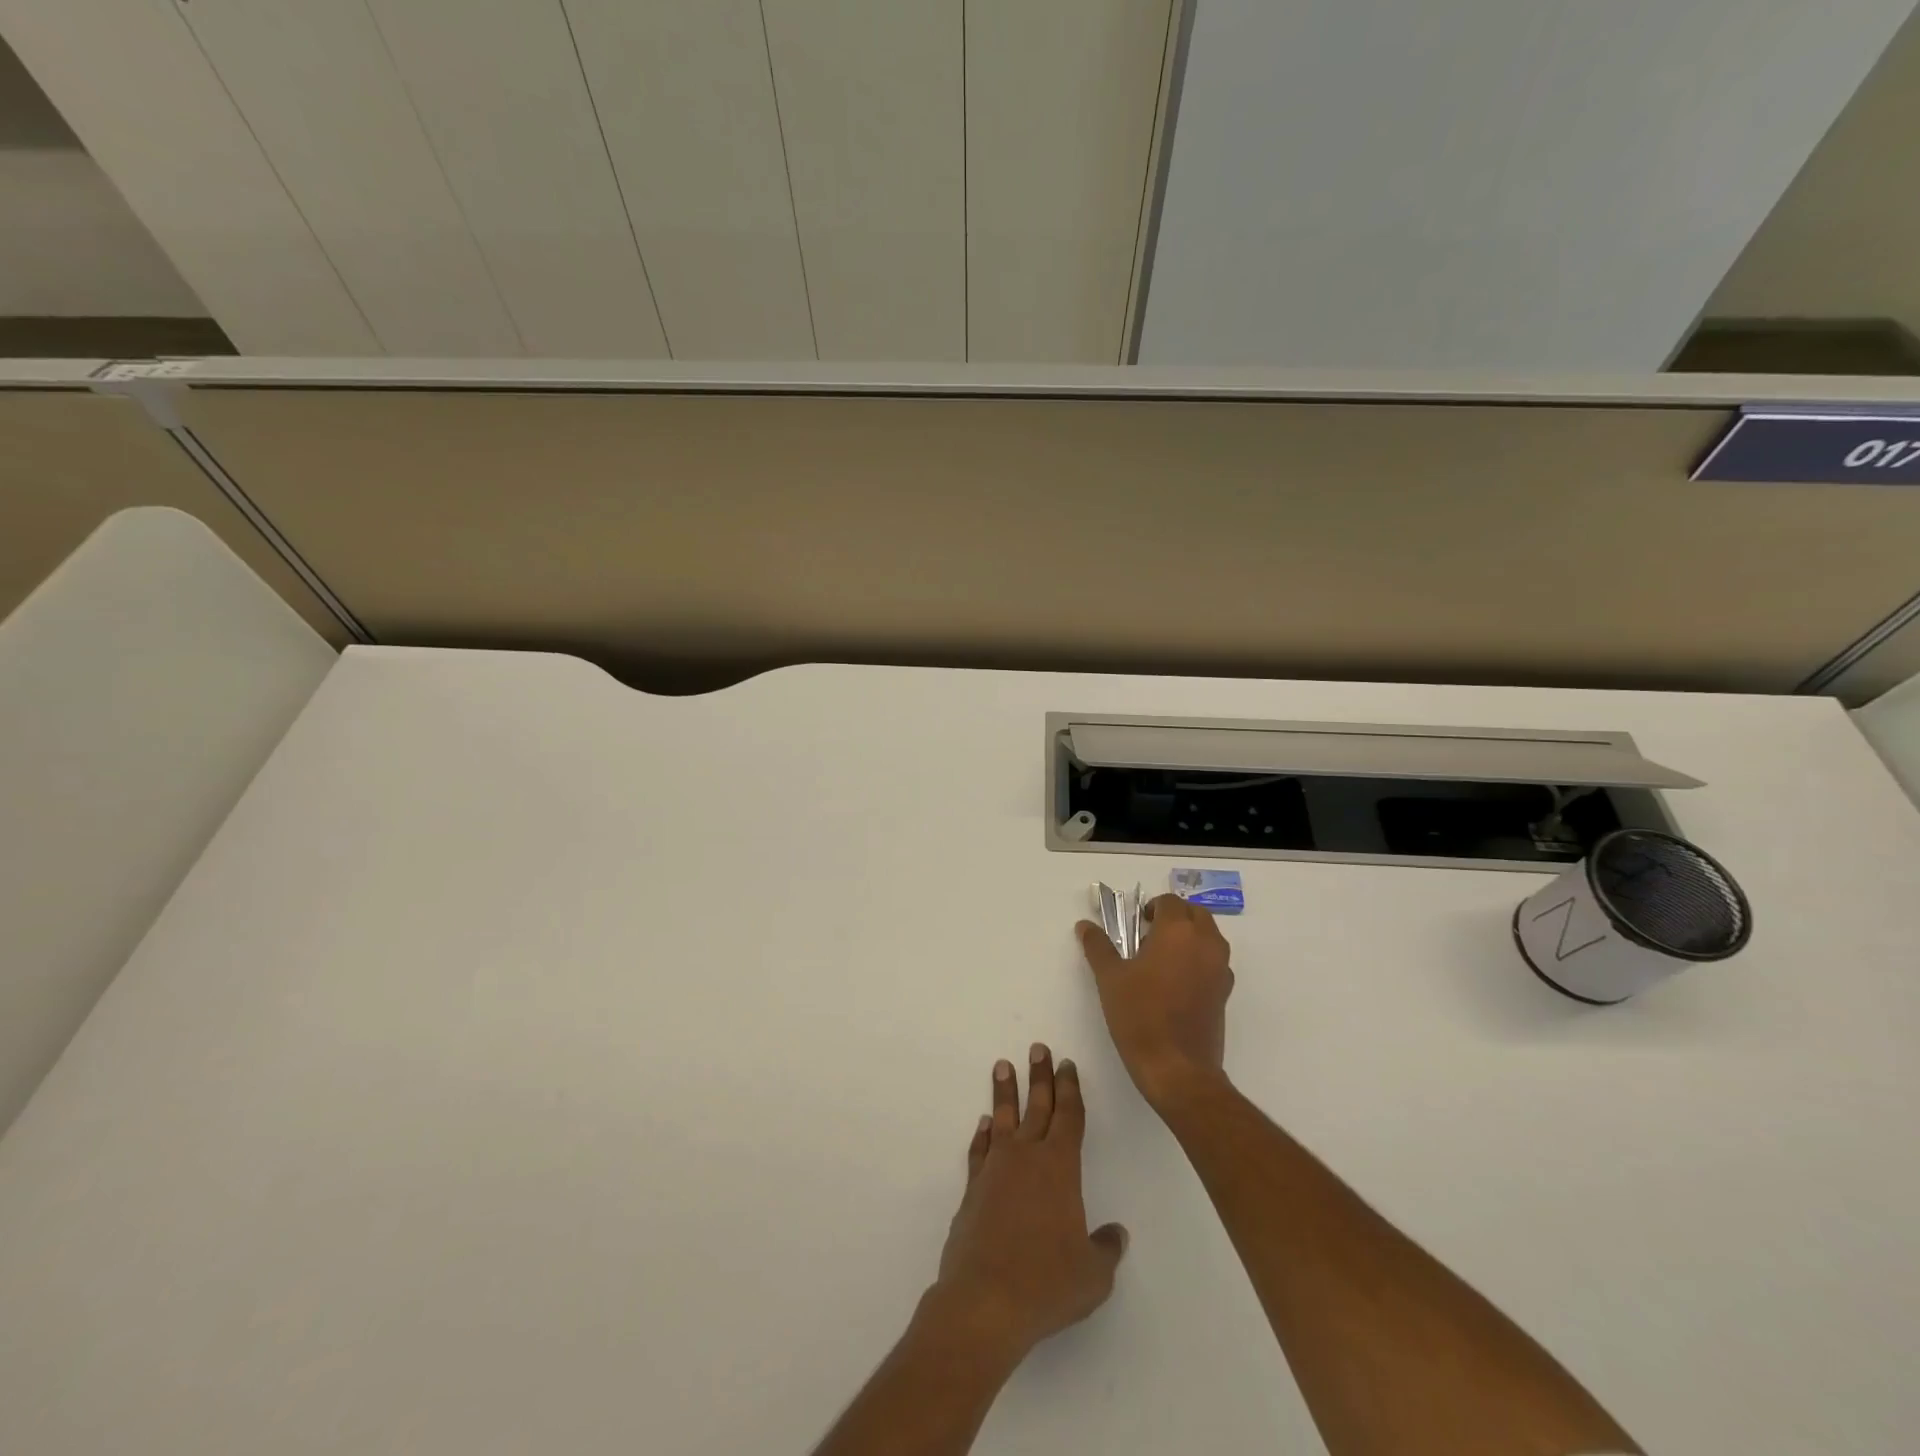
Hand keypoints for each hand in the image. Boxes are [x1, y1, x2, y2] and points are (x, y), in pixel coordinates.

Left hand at [930, 1046, 1128, 1362]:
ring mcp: (995, 1170)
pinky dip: (982, 1135)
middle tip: (1038, 1048)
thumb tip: (1115, 1234)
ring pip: (1003, 1120)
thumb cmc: (1046, 1283)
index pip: (1069, 1117)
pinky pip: (980, 1151)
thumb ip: (1105, 1249)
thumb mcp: (1092, 1275)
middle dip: (1040, 1076)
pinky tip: (984, 1125)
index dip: (1069, 1089)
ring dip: (1005, 1092)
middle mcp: (1027, 1158)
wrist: (985, 1300)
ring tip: (1003, 1066)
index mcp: (1060, 1168)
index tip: (1066, 1064)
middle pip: (1037, 1106)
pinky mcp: (972, 1190)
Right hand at [1076, 894, 1234, 1112]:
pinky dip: (1199, 959)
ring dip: (1189, 936)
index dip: (1151, 908)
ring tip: (1162, 958)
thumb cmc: (1140, 1016)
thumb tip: (1085, 925)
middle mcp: (1206, 942)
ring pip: (1209, 936)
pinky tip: (1176, 982)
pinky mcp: (1225, 992)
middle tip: (1149, 935)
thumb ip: (1098, 946)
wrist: (1178, 1069)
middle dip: (1174, 917)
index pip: (1169, 902)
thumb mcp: (1110, 978)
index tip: (1136, 924)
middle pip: (1195, 913)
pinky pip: (1214, 961)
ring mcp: (1220, 968)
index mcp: (1178, 931)